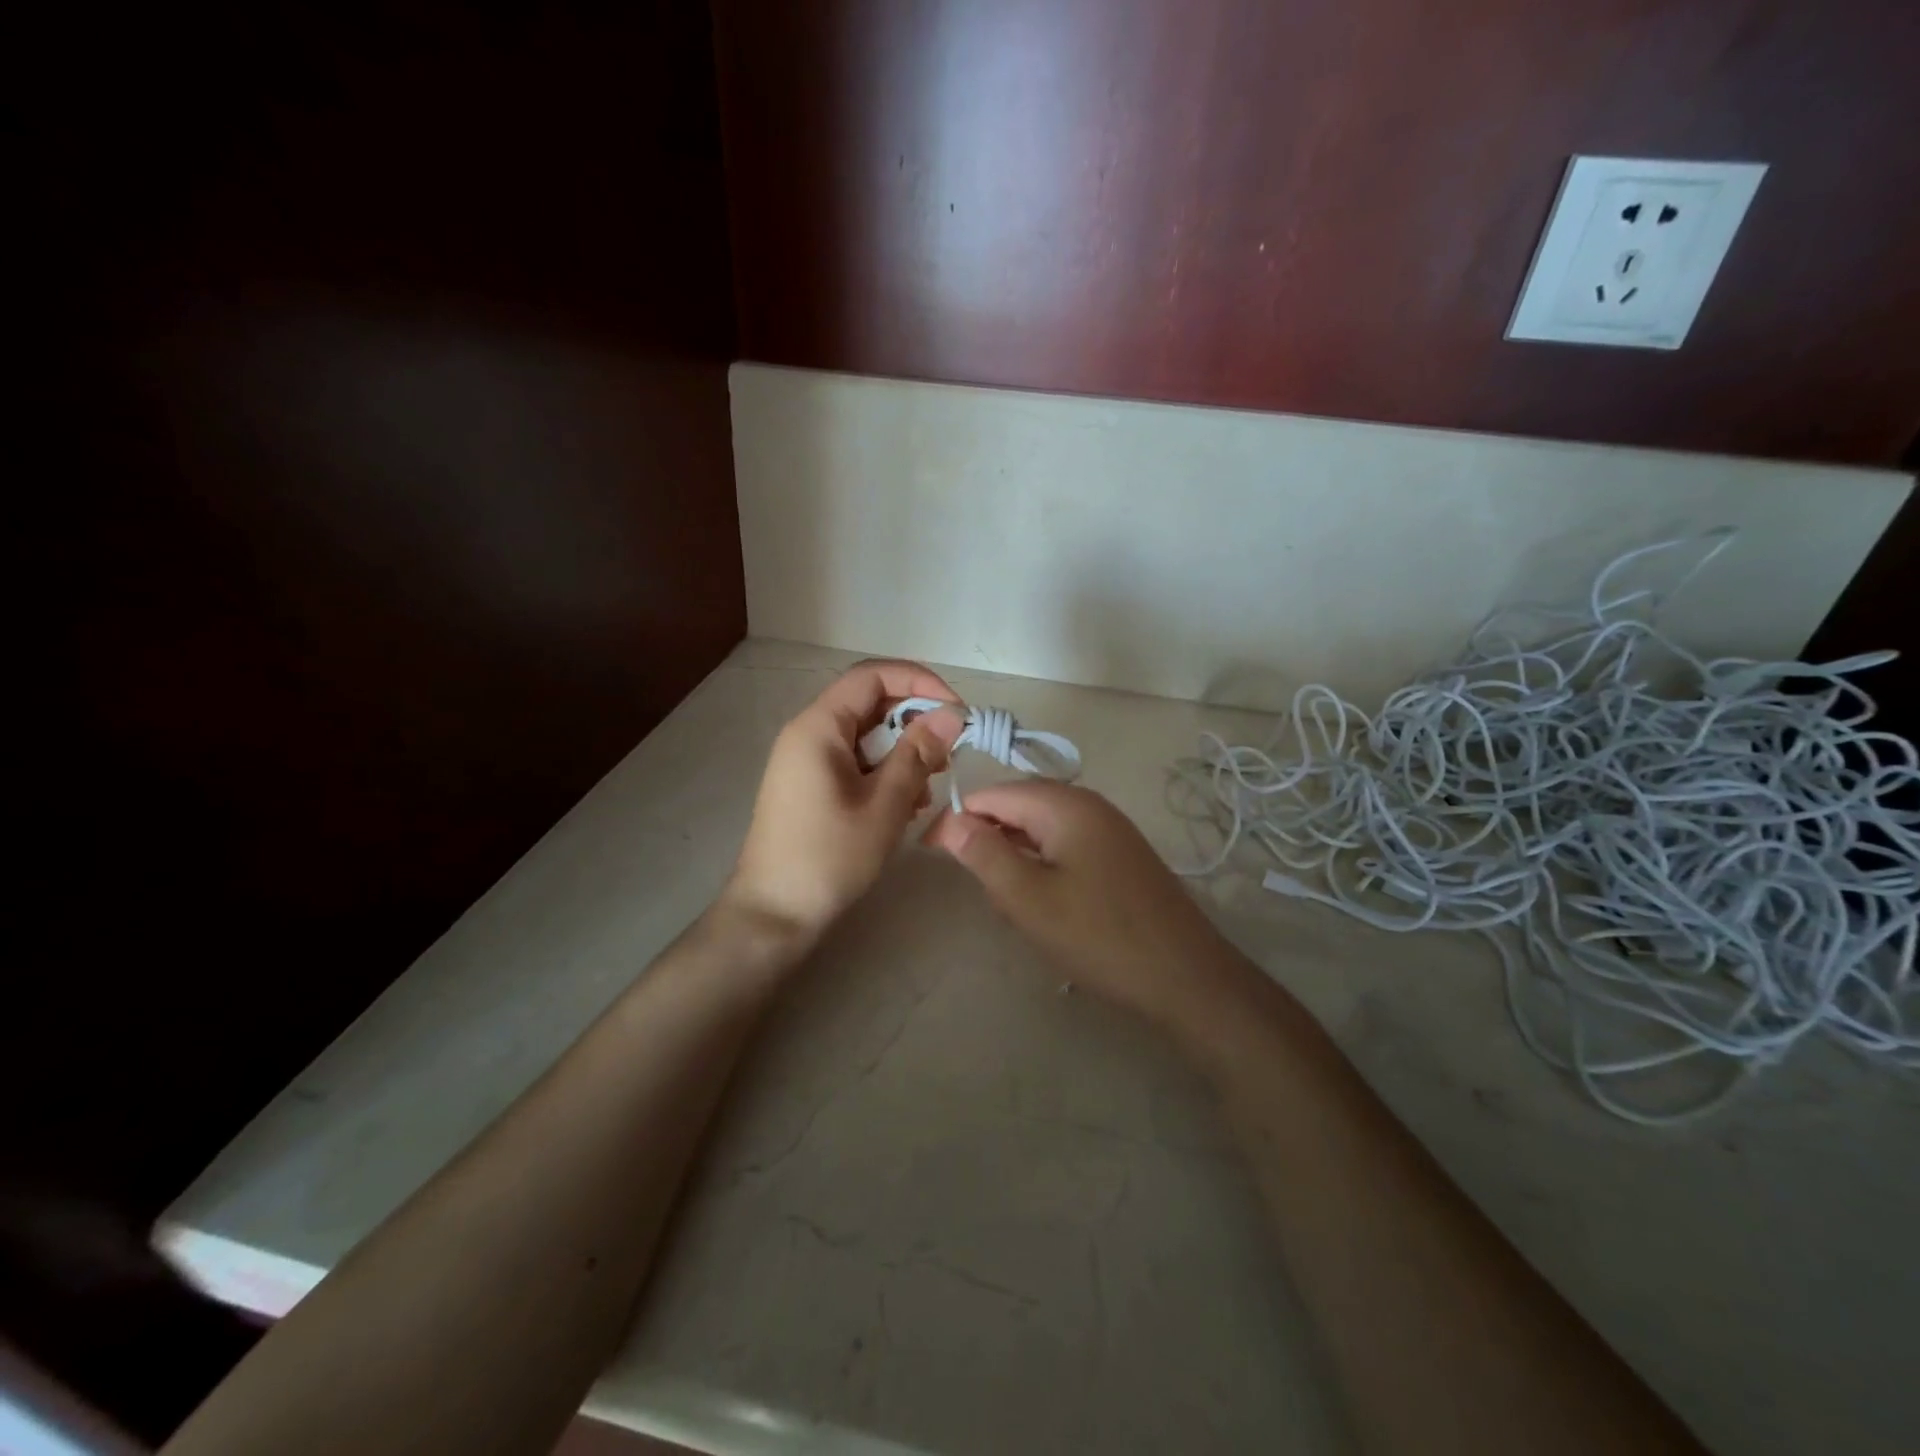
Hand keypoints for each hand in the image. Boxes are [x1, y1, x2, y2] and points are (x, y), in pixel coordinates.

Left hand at [725, 659, 964, 944]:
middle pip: (871, 704)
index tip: (956, 712)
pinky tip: (904, 806)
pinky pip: (856, 761)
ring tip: (926, 790)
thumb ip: (918, 754)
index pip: (873, 675)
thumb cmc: (828, 858)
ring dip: (903, 753)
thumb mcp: (884, 805)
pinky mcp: (812, 785)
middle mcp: (809, 733)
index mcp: (819, 727)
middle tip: (948, 757)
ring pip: (867, 736)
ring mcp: (807, 760)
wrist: (773, 914)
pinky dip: (885, 773)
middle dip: (915, 723)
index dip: (920, 683)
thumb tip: (951, 713)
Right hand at [927, 782, 1241, 1025]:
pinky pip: (1066, 847)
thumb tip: (951, 820)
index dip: (957, 820)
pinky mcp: (1120, 855)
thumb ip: (984, 854)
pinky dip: (1043, 867)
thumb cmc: (1100, 936)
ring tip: (1010, 904)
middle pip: (1018, 807)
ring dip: (1015, 858)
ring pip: (1041, 830)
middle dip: (988, 840)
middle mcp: (1088, 804)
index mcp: (1064, 804)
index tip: (931, 854)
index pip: (992, 794)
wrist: (1187, 976)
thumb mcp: (1029, 899)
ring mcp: (1109, 828)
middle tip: (977, 887)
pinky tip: (1044, 904)